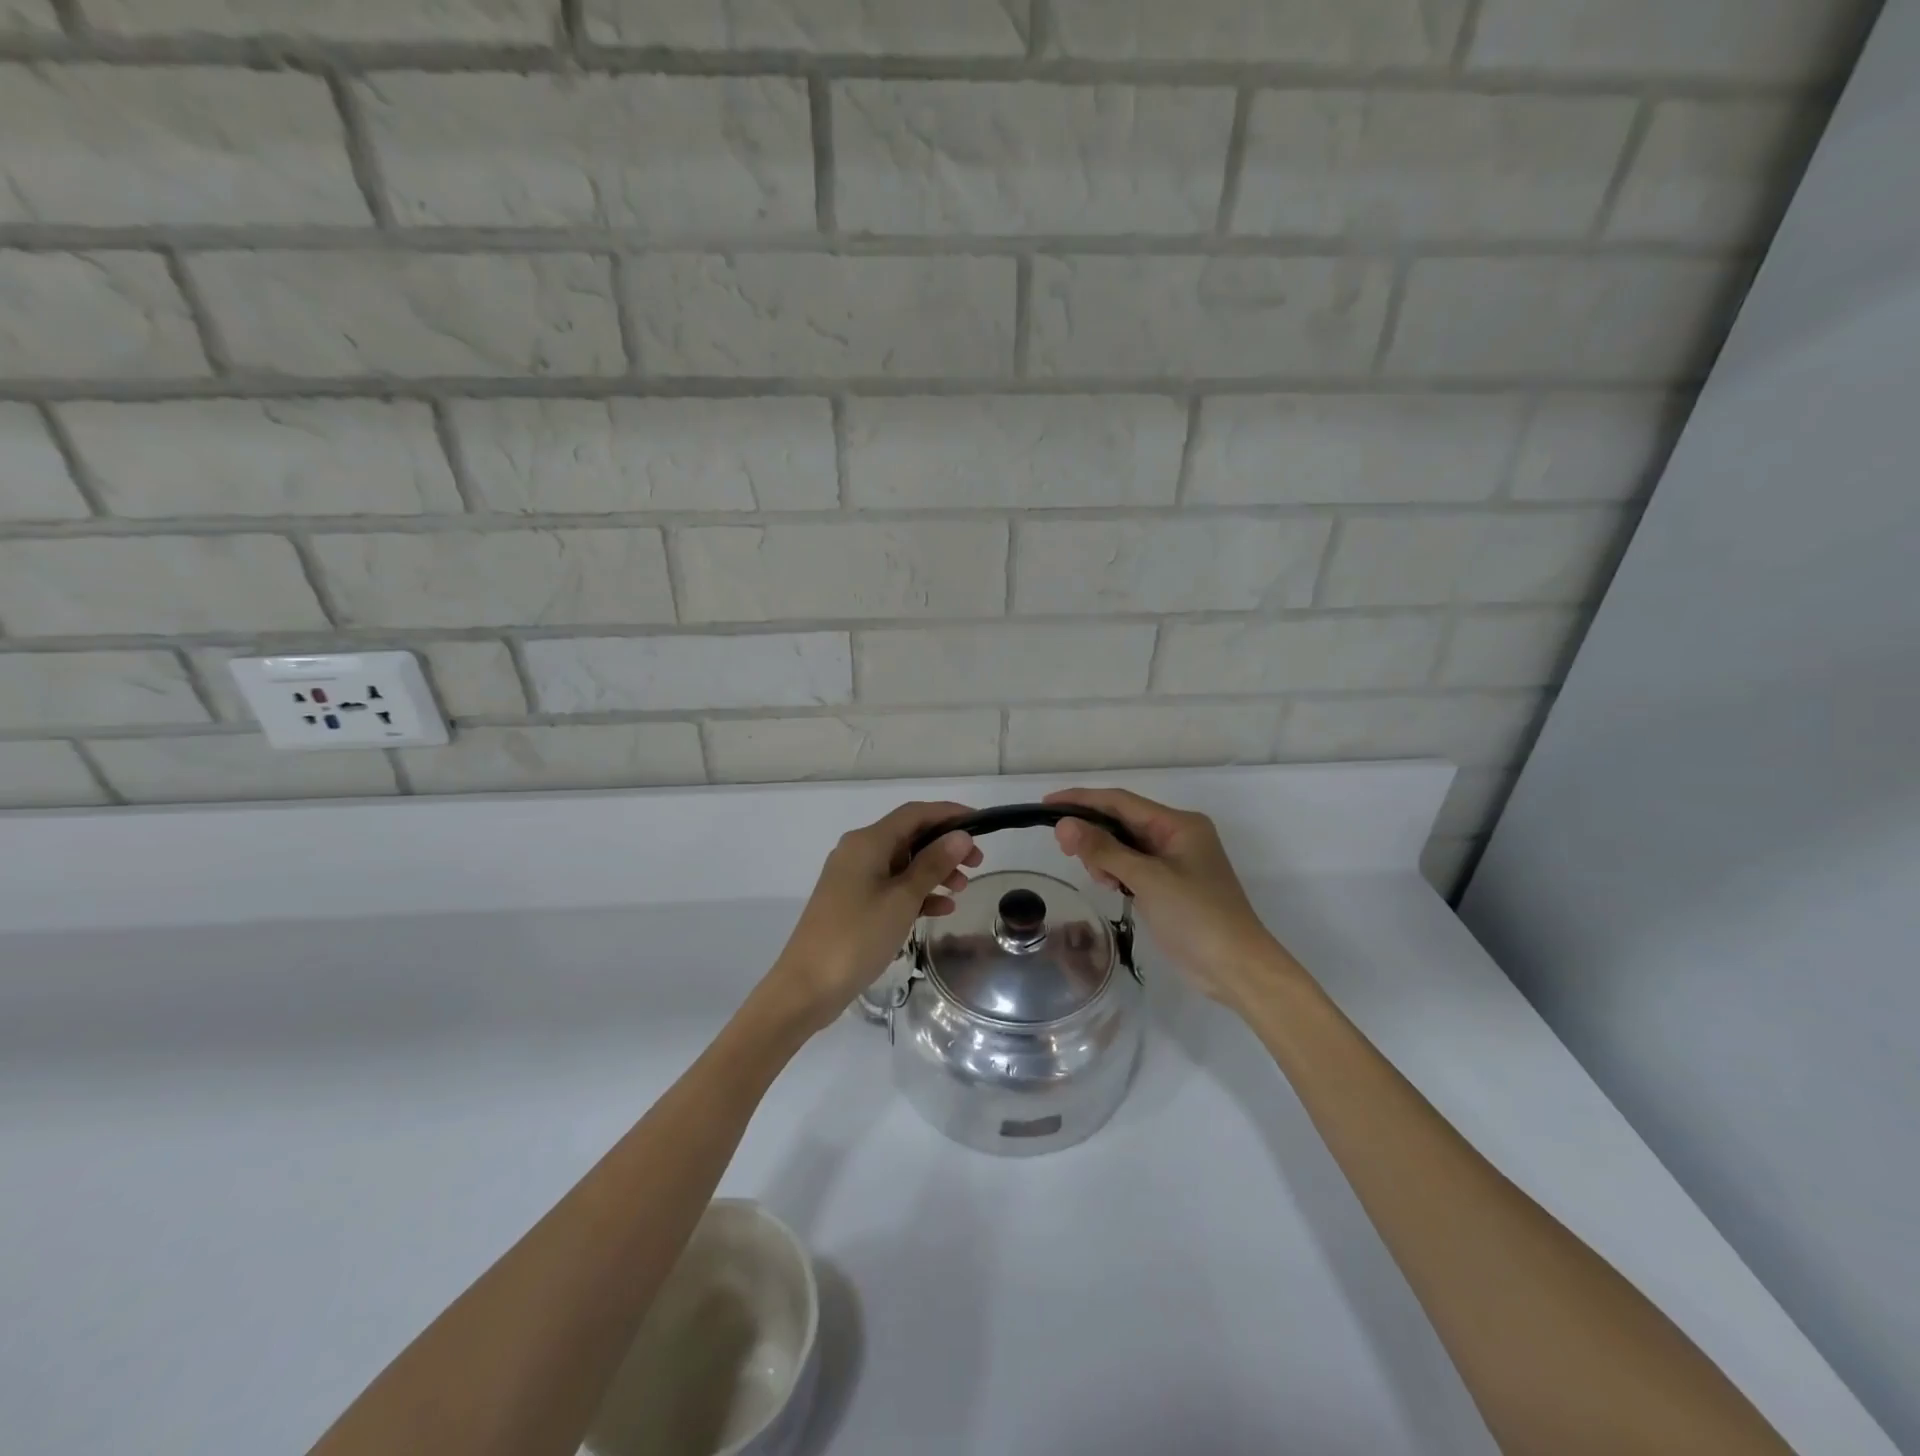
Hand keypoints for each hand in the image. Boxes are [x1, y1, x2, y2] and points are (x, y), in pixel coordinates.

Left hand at [759, 801, 982, 1036]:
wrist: (807, 986)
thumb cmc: (857, 937)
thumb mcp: (902, 899)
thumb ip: (933, 865)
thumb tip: (961, 836)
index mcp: (867, 842)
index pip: (915, 814)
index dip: (949, 814)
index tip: (982, 824)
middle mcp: (858, 851)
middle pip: (909, 836)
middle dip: (945, 846)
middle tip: (977, 863)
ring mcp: (853, 877)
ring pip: (902, 863)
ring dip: (934, 871)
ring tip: (962, 889)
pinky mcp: (852, 902)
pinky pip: (891, 886)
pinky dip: (916, 893)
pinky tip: (941, 909)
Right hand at [1045, 788, 1302, 1010]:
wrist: (1236, 968)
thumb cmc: (1196, 916)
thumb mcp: (1147, 879)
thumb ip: (1104, 850)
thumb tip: (1064, 824)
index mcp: (1178, 824)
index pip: (1120, 801)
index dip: (1082, 800)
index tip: (1046, 804)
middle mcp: (1176, 835)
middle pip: (1121, 821)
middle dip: (1092, 832)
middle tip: (1065, 850)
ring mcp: (1174, 862)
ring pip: (1124, 845)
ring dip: (1104, 856)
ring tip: (1100, 879)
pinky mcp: (1169, 885)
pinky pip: (1132, 867)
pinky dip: (1116, 872)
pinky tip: (1109, 886)